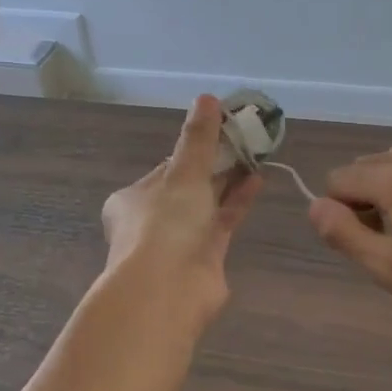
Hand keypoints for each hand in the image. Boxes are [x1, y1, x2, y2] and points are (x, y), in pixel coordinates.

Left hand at [101, 96, 262, 326]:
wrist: (168, 292)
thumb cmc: (165, 225)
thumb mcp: (182, 173)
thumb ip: (198, 138)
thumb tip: (206, 98)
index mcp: (133, 198)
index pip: (167, 166)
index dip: (194, 148)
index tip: (222, 130)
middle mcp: (152, 219)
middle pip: (188, 185)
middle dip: (216, 164)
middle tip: (246, 139)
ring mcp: (178, 241)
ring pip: (207, 204)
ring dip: (230, 181)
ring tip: (258, 155)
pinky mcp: (204, 258)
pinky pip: (223, 222)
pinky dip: (238, 202)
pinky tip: (258, 181)